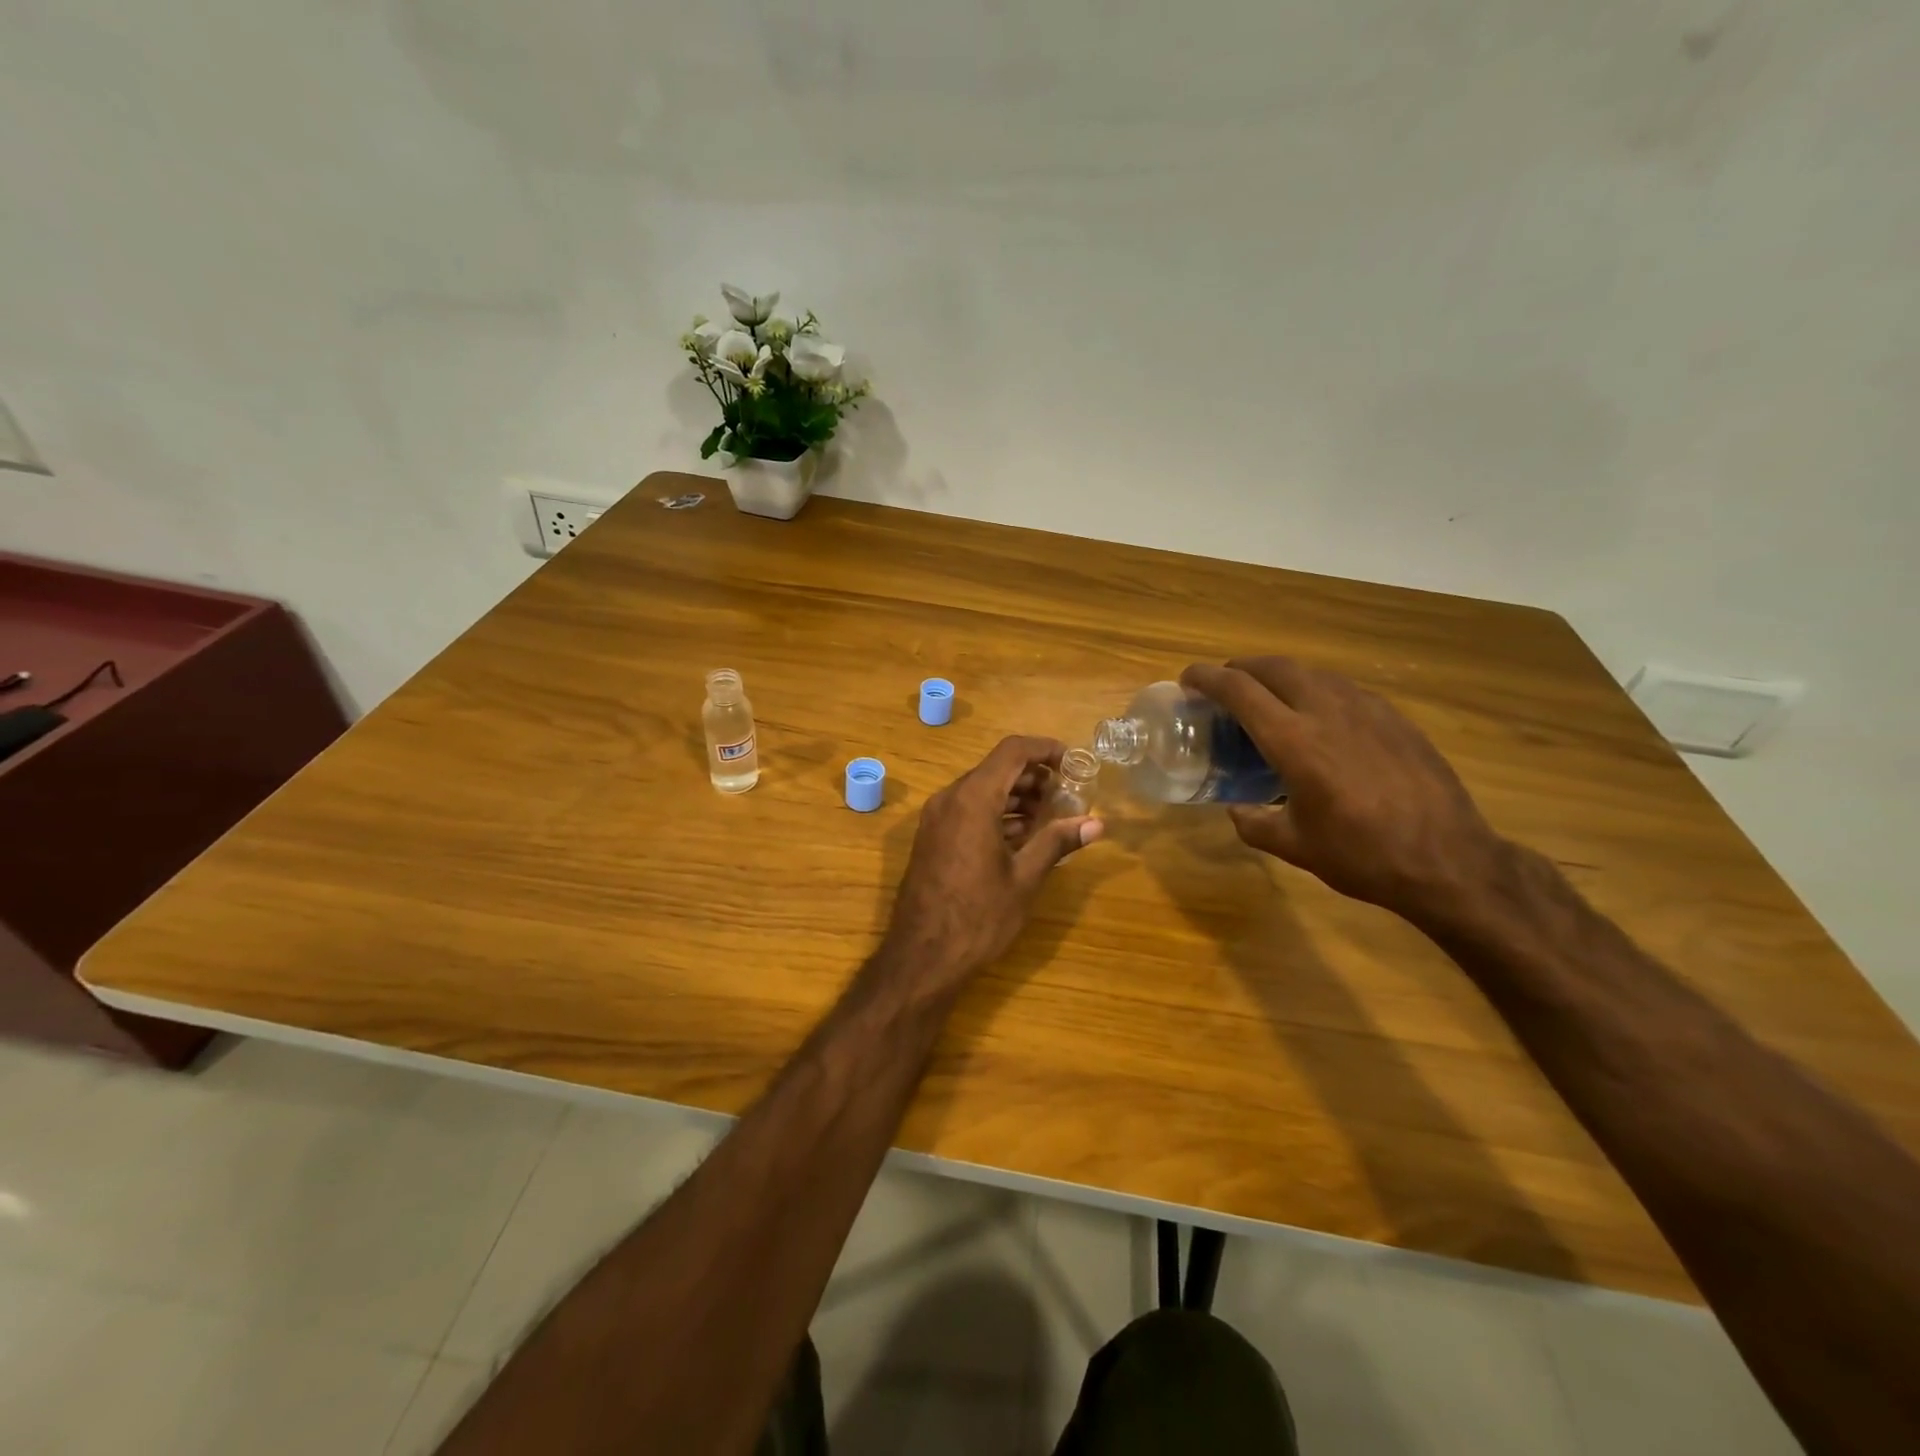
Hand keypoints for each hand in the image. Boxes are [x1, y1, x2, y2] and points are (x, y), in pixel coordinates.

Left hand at [879, 736, 1104, 993]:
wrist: (922, 956)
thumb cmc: (978, 916)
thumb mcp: (1024, 878)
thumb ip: (1057, 842)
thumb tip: (1096, 824)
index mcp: (973, 799)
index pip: (1012, 751)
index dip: (1045, 749)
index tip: (1073, 762)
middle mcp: (950, 799)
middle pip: (996, 769)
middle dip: (1034, 777)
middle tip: (1066, 797)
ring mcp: (936, 818)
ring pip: (981, 789)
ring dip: (1015, 796)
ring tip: (1049, 819)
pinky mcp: (932, 837)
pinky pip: (967, 809)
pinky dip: (995, 813)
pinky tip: (1020, 837)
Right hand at [1182, 657, 1508, 926]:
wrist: (1450, 861)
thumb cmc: (1362, 856)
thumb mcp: (1294, 847)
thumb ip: (1254, 823)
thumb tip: (1237, 809)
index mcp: (1294, 742)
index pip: (1239, 690)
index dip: (1207, 678)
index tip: (1188, 679)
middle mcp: (1327, 712)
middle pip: (1274, 666)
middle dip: (1241, 668)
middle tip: (1225, 686)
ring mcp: (1367, 709)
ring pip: (1312, 672)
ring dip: (1279, 675)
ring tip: (1268, 698)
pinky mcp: (1395, 718)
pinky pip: (1343, 688)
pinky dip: (1315, 690)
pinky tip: (1319, 717)